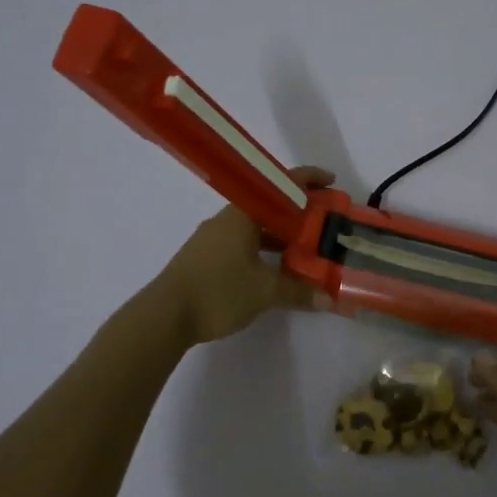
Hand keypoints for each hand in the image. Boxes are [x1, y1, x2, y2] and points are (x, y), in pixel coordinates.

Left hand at [155, 167, 334, 344]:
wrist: (164, 316)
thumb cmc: (217, 291)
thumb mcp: (264, 292)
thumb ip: (298, 291)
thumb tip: (330, 299)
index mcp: (242, 215)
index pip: (280, 185)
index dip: (308, 180)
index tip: (332, 182)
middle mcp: (227, 219)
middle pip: (269, 206)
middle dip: (298, 213)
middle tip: (324, 223)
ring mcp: (214, 238)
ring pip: (255, 228)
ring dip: (281, 235)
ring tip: (306, 249)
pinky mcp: (206, 258)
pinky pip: (243, 244)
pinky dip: (264, 250)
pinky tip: (275, 270)